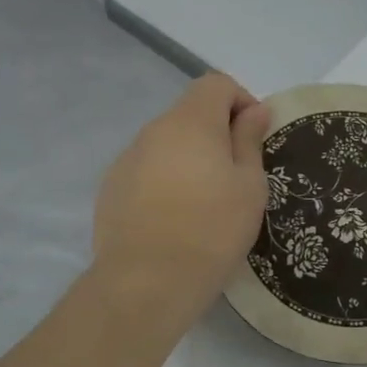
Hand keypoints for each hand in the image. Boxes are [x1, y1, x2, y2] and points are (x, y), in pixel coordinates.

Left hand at [90, 72, 270, 337]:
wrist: (147, 282)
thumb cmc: (213, 229)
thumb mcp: (250, 185)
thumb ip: (249, 140)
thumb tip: (254, 110)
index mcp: (190, 122)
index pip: (215, 83)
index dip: (241, 101)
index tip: (255, 138)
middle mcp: (153, 130)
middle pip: (190, 114)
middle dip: (217, 134)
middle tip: (237, 177)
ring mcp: (126, 159)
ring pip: (167, 145)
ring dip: (190, 159)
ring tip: (206, 204)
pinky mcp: (111, 189)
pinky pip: (147, 171)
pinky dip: (166, 182)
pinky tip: (176, 220)